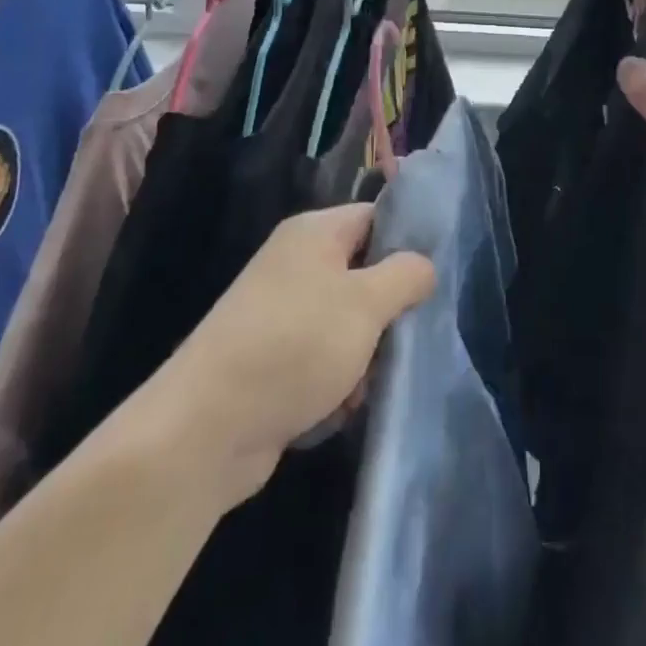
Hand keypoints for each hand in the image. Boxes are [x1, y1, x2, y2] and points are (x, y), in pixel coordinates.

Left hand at [149, 204, 434, 505]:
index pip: (375, 217)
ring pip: (348, 322)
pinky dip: (337, 382)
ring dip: (365, 355)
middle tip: (407, 337)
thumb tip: (424, 265)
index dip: (409, 240)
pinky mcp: (272, 360)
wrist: (206, 428)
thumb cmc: (295, 346)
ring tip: (366, 383)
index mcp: (314, 233)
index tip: (438, 276)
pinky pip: (322, 359)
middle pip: (364, 273)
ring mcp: (281, 313)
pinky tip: (340, 408)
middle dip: (388, 310)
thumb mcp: (366, 303)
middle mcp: (295, 264)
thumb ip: (405, 275)